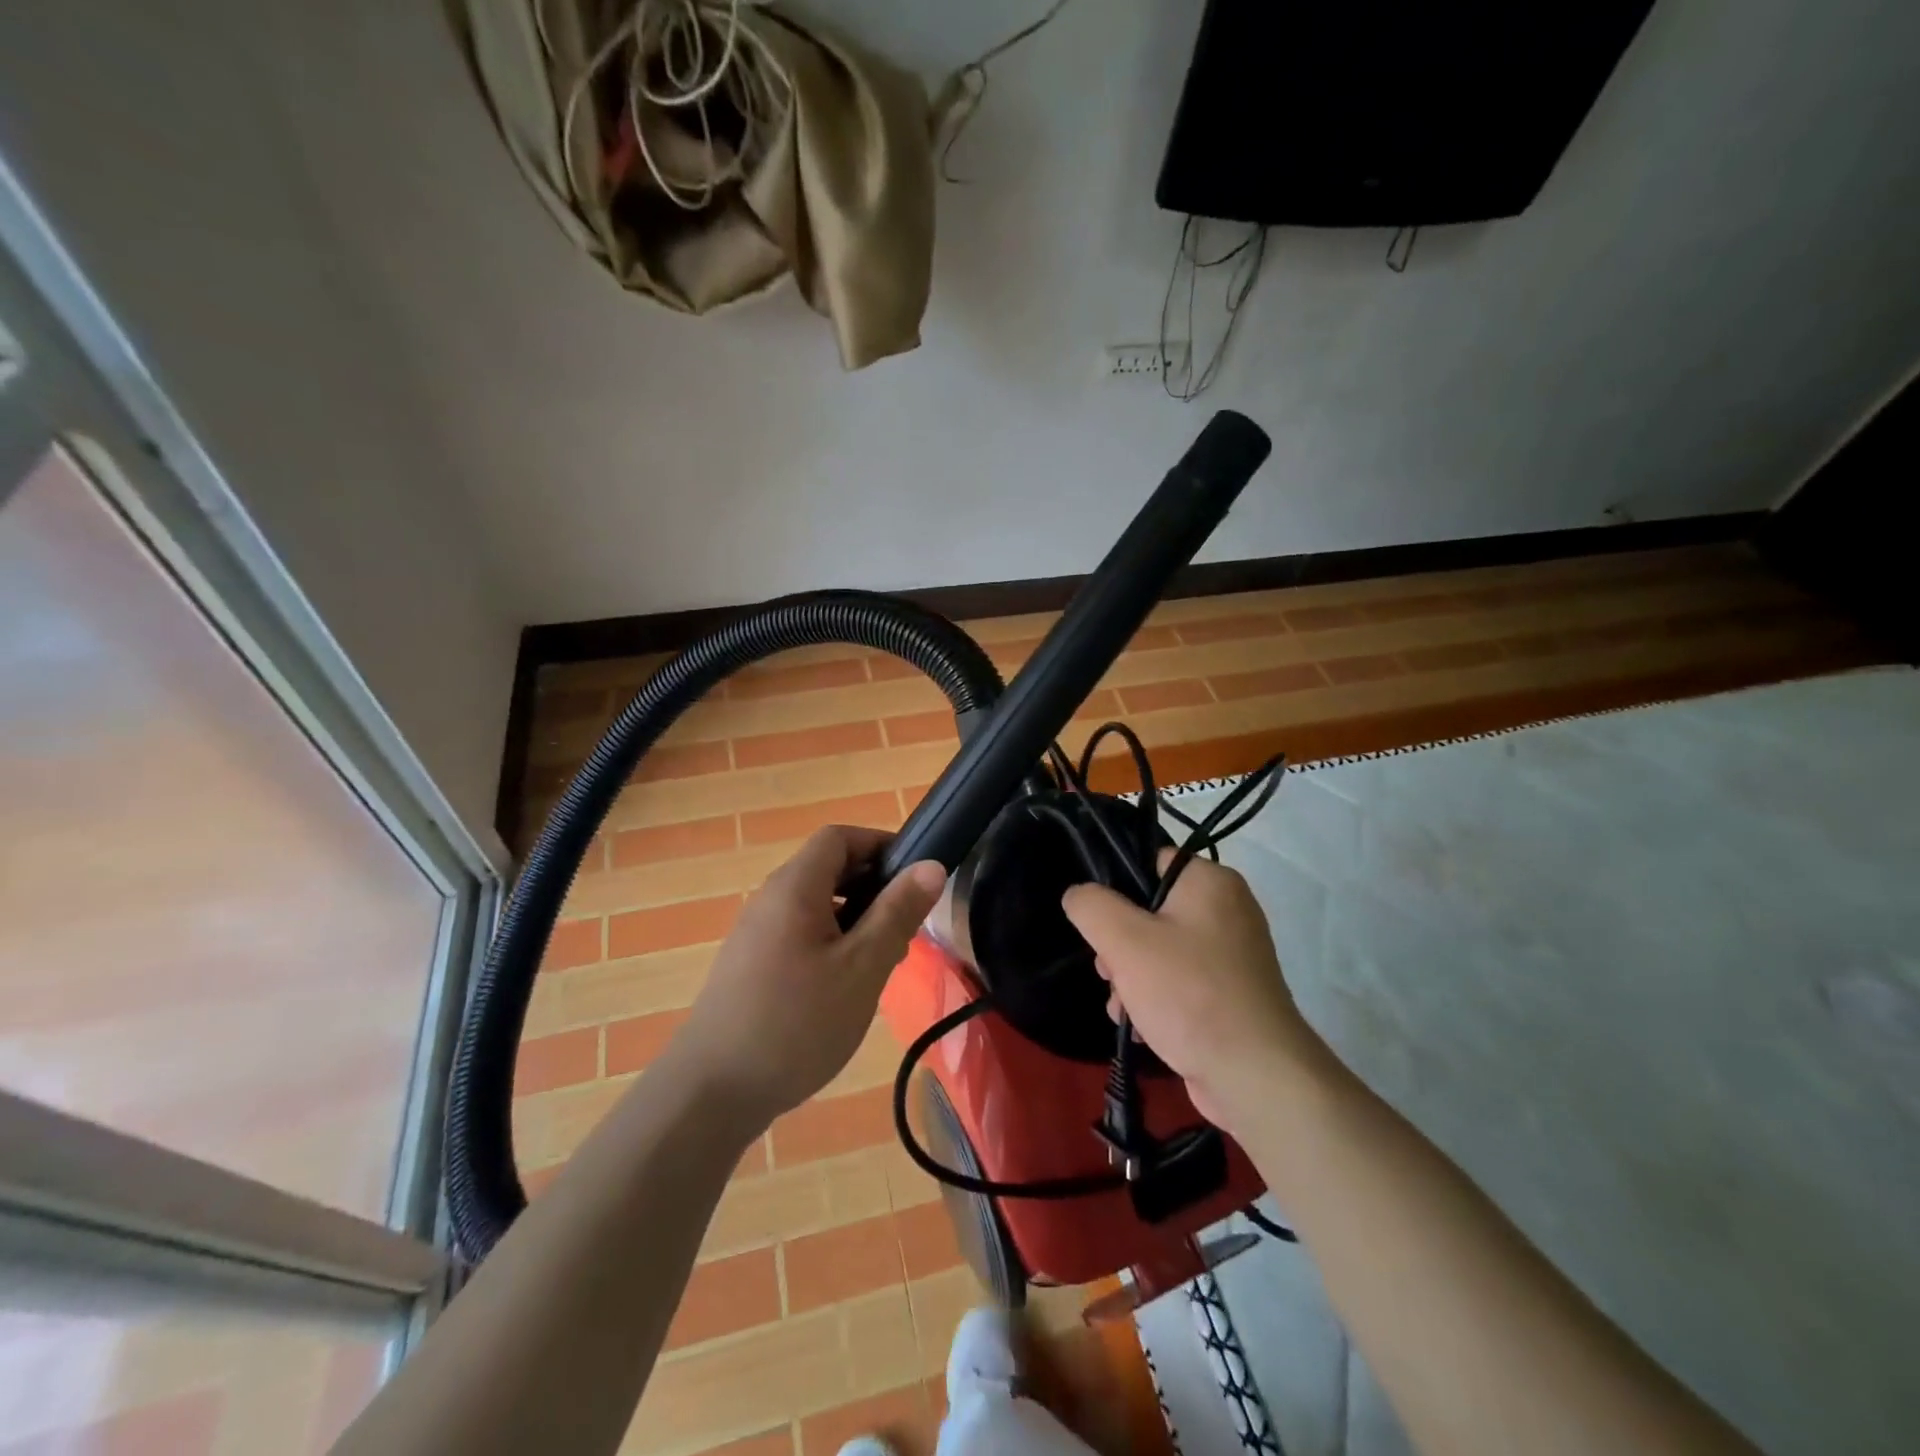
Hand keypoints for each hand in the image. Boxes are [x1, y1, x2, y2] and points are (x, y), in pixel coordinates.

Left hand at [676, 827, 945, 1124]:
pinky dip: (831, 943)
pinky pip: (800, 934)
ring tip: (882, 961)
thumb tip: (931, 865)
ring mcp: (756, 934)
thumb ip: (897, 913)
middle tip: (905, 926)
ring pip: (816, 906)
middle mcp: (770, 899)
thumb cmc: (796, 1022)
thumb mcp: (861, 967)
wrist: (712, 1092)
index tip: (915, 875)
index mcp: (794, 887)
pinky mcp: (750, 966)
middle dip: (872, 886)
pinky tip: (845, 988)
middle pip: (827, 869)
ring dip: (855, 919)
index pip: (838, 837)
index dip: (879, 844)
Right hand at [1061, 854, 1320, 1134]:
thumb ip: (1091, 906)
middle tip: (1108, 972)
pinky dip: (1156, 999)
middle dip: (1119, 945)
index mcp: (1210, 882)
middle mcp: (1228, 910)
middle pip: (1150, 911)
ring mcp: (1232, 956)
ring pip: (1160, 951)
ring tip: (1122, 1007)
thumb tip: (1078, 896)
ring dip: (1131, 978)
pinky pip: (1180, 982)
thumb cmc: (1189, 993)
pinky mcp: (1231, 995)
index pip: (1149, 862)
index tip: (1097, 922)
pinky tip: (1140, 1027)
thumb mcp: (1124, 940)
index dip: (1116, 888)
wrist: (1255, 1077)